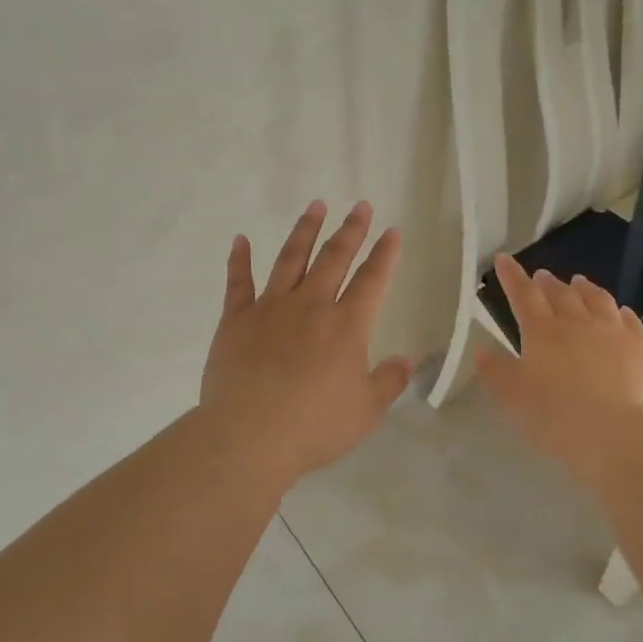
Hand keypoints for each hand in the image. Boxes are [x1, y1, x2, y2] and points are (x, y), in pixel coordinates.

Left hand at [199, 200, 413, 485]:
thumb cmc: (314, 426)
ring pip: (291, 259)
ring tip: (315, 205)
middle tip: (361, 206)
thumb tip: (406, 360)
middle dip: (351, 230)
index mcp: (346, 326)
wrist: (249, 436)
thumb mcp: (366, 411)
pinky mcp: (236, 320)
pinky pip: (238, 282)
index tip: (392, 231)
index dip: (385, 254)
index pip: (372, 280)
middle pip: (334, 258)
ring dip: (305, 231)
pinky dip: (239, 259)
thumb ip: (388, 381)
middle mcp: (311, 306)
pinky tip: (241, 239)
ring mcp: (270, 309)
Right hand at [476, 254, 642, 478]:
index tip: (504, 259)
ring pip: (598, 299)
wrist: (619, 434)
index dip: (512, 276)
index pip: (523, 295)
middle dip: (548, 282)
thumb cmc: (556, 417)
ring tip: (579, 282)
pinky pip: (630, 320)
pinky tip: (620, 311)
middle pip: (561, 293)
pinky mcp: (642, 348)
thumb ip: (496, 372)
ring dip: (585, 288)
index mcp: (542, 331)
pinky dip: (620, 311)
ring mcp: (614, 332)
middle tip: (542, 276)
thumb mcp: (513, 399)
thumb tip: (482, 351)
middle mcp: (578, 322)